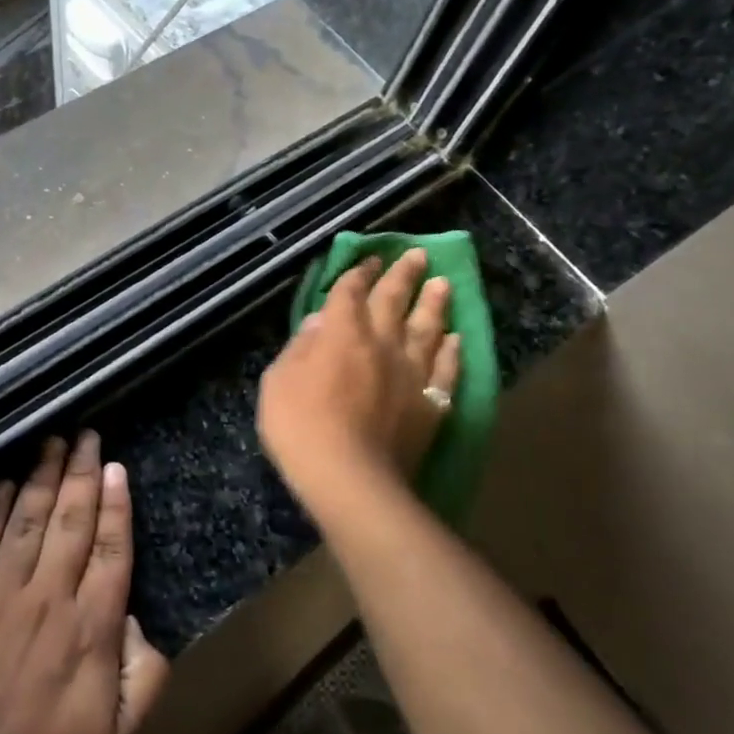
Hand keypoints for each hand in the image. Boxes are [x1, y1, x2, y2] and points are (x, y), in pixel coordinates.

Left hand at [0, 433, 169, 733]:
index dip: (115, 504)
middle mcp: (48, 597)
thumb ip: (145, 674)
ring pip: (27, 522)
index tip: (116, 468)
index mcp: (91, 626)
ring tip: (53, 443)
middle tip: (88, 436)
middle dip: (81, 473)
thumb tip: (138, 621)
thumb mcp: (118, 732)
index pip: (110, 548)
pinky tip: (5, 484)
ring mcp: (0, 596)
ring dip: (42, 478)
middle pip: (71, 521)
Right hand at [258, 248, 460, 511]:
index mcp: (341, 333)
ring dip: (435, 304)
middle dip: (404, 275)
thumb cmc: (299, 426)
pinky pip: (446, 370)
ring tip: (444, 284)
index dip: (359, 273)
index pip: (351, 292)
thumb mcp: (278, 381)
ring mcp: (411, 372)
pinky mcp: (431, 403)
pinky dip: (452, 352)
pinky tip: (456, 339)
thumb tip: (318, 323)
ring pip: (428, 328)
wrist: (349, 477)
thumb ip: (299, 348)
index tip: (370, 260)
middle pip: (395, 300)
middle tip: (418, 255)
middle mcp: (381, 342)